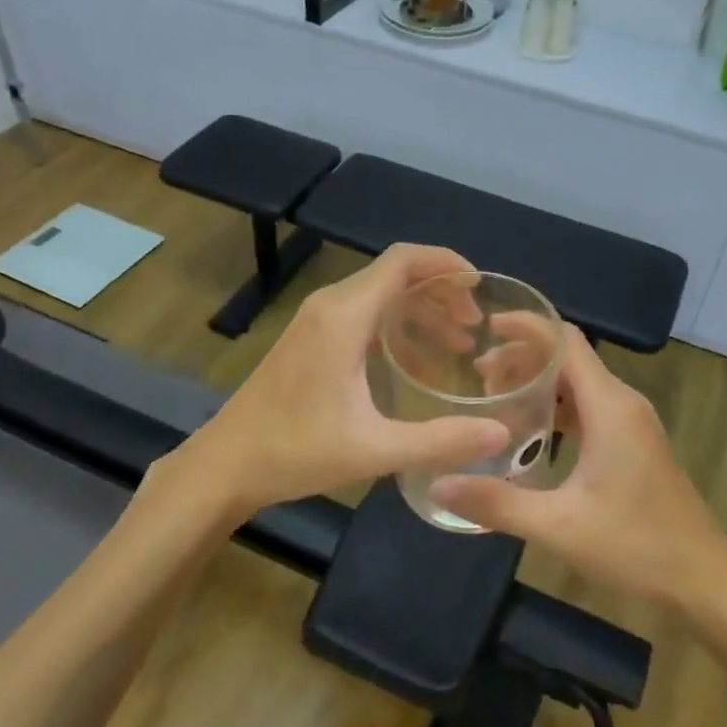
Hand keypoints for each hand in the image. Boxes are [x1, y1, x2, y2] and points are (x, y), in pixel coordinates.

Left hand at [176, 244, 509, 518]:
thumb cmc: (294, 452)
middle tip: (475, 328)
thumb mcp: (374, 449)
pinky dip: (398, 329)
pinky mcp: (312, 339)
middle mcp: (331, 306)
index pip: (403, 261)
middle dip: (441, 292)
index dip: (446, 263)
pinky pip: (365, 317)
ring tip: (458, 346)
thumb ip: (440, 440)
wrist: (225, 465)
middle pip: (396, 275)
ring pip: (381, 296)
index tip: (480, 289)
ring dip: (421, 312)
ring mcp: (318, 321)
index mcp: (345, 316)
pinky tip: (418, 367)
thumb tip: (501, 433)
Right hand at [430, 331, 726, 607]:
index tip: (487, 327)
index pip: (566, 342)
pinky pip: (589, 408)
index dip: (527, 327)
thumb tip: (437, 484)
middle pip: (569, 359)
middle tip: (478, 376)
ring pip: (579, 384)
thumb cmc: (636, 545)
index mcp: (609, 407)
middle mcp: (622, 403)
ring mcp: (631, 423)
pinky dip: (557, 407)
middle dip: (523, 358)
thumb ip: (496, 503)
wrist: (702, 578)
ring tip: (495, 399)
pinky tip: (530, 431)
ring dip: (540, 383)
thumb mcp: (558, 526)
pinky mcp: (633, 443)